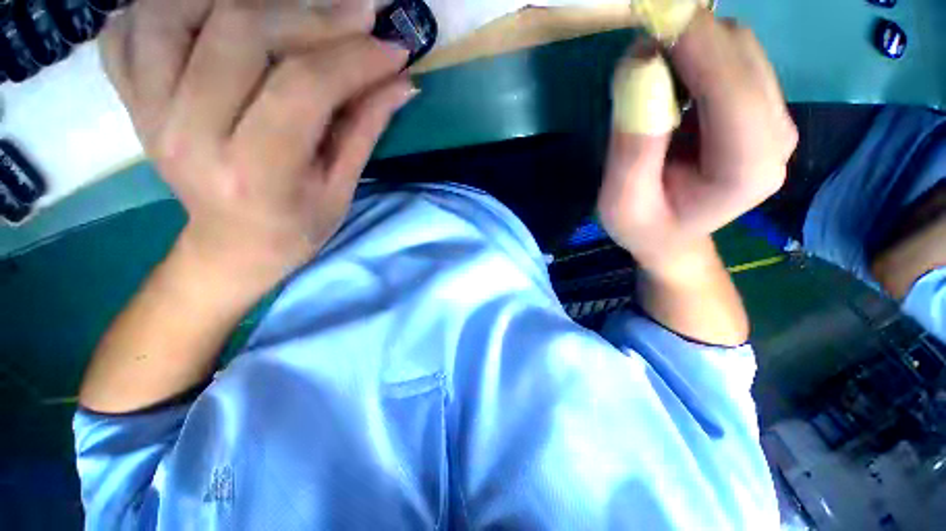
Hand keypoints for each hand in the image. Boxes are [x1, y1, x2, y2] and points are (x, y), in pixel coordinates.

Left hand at [101, 0, 415, 286]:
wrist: (233, 247)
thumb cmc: (296, 227)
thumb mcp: (341, 188)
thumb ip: (366, 128)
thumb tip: (401, 82)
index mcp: (255, 172)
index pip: (302, 88)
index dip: (353, 58)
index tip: (392, 48)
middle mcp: (187, 134)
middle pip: (239, 32)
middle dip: (312, 15)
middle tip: (359, 16)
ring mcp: (147, 111)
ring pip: (175, 9)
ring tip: (293, 11)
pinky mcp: (130, 101)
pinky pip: (128, 28)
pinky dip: (169, 4)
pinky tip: (212, 14)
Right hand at [599, 9, 797, 276]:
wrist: (671, 235)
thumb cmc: (644, 226)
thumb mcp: (622, 202)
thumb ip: (632, 147)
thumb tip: (640, 68)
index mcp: (746, 169)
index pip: (732, 87)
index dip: (694, 45)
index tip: (649, 23)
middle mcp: (776, 136)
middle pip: (741, 55)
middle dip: (688, 40)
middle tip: (636, 58)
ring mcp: (773, 118)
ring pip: (739, 48)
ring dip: (690, 45)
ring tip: (647, 79)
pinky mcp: (759, 107)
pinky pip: (732, 57)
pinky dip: (696, 54)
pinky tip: (668, 84)